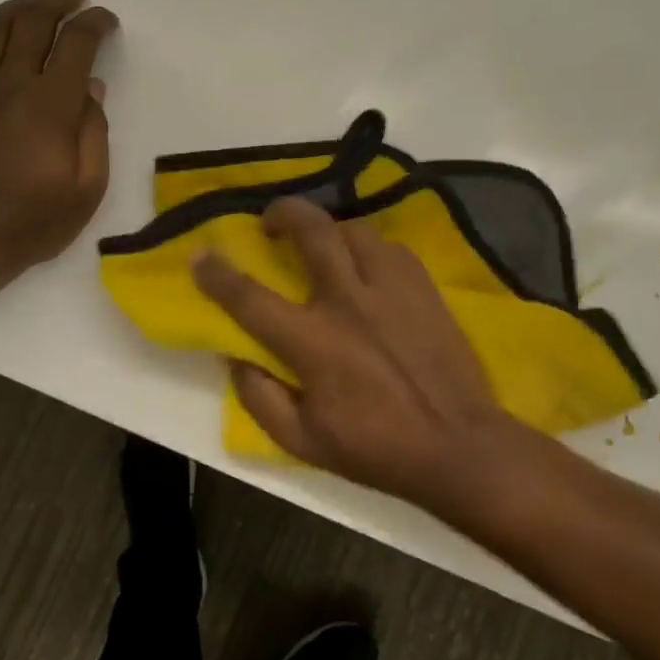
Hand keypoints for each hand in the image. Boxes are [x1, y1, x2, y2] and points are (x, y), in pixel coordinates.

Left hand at [0, 0, 118, 277]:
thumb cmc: (35, 221)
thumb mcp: (88, 188)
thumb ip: (95, 132)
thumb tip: (92, 87)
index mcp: (51, 105)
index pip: (76, 43)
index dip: (95, 23)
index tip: (107, 21)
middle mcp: (10, 84)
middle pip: (33, 20)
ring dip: (19, 7)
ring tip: (37, 5)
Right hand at [192, 197, 514, 508]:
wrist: (458, 444)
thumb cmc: (376, 447)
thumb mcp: (302, 442)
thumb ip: (259, 397)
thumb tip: (235, 356)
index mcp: (313, 342)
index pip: (250, 298)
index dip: (217, 273)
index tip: (201, 254)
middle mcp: (349, 302)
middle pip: (311, 230)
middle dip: (283, 213)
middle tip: (271, 223)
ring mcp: (391, 288)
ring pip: (354, 229)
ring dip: (329, 229)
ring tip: (322, 243)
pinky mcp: (424, 287)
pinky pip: (390, 246)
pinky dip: (369, 247)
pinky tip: (367, 263)